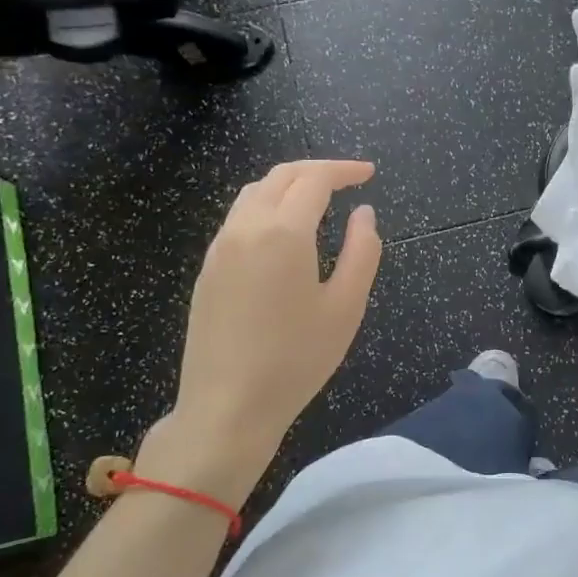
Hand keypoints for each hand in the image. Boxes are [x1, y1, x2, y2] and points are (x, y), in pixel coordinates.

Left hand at [139, 159, 381, 505]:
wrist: (227, 406)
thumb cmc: (296, 359)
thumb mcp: (347, 307)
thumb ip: (363, 251)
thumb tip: (364, 213)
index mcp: (284, 232)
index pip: (315, 179)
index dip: (344, 170)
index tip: (369, 174)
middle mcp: (246, 227)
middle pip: (281, 176)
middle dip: (317, 170)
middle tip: (348, 181)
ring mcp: (220, 247)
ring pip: (254, 193)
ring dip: (288, 185)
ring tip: (318, 200)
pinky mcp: (208, 268)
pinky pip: (239, 217)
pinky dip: (267, 206)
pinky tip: (284, 232)